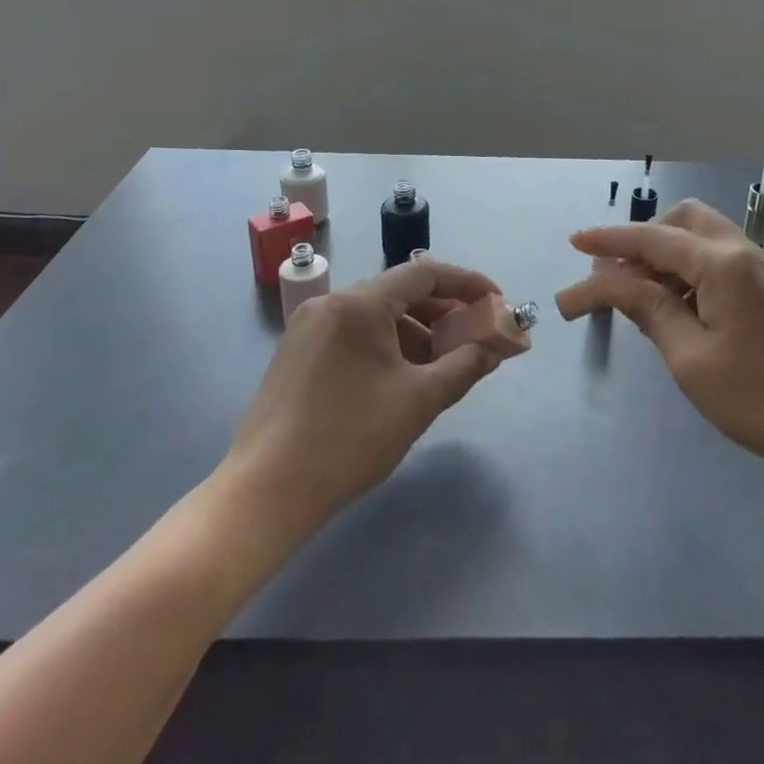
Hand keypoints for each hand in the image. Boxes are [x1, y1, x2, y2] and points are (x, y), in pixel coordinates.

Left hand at [225, 257, 525, 536]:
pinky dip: (385, 345)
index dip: (467, 284)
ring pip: (376, 315)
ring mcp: (308, 327)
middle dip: (443, 313)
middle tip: (474, 338)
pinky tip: (400, 378)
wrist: (267, 490)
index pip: (425, 273)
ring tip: (441, 366)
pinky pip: (353, 334)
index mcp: (360, 304)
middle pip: (400, 292)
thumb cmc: (350, 438)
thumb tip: (493, 349)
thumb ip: (464, 366)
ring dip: (416, 333)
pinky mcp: (295, 353)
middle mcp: (331, 303)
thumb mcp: (419, 401)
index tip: (496, 303)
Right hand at [555, 199, 763, 486]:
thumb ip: (648, 310)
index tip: (573, 243)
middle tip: (613, 276)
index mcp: (721, 263)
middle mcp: (743, 251)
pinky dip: (689, 270)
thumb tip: (611, 282)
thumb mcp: (691, 358)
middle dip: (642, 238)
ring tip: (638, 296)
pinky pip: (720, 260)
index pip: (650, 240)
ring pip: (702, 239)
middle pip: (681, 220)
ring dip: (665, 255)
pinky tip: (678, 307)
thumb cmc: (763, 398)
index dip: (607, 241)